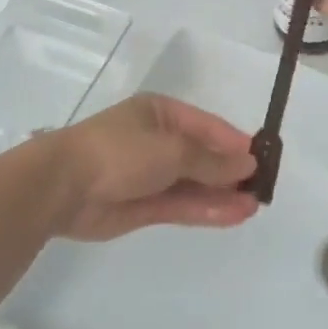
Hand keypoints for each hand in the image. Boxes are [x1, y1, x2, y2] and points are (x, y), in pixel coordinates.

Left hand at [47, 93, 259, 240]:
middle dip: (231, 171)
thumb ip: (211, 161)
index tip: (263, 158)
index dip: (235, 142)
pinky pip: (181, 205)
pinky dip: (206, 209)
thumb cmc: (120, 151)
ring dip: (223, 193)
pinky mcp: (143, 206)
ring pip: (194, 184)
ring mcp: (150, 175)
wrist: (64, 186)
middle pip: (202, 156)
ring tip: (255, 204)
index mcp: (162, 114)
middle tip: (263, 187)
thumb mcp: (172, 149)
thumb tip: (247, 162)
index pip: (208, 126)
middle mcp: (158, 141)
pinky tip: (234, 214)